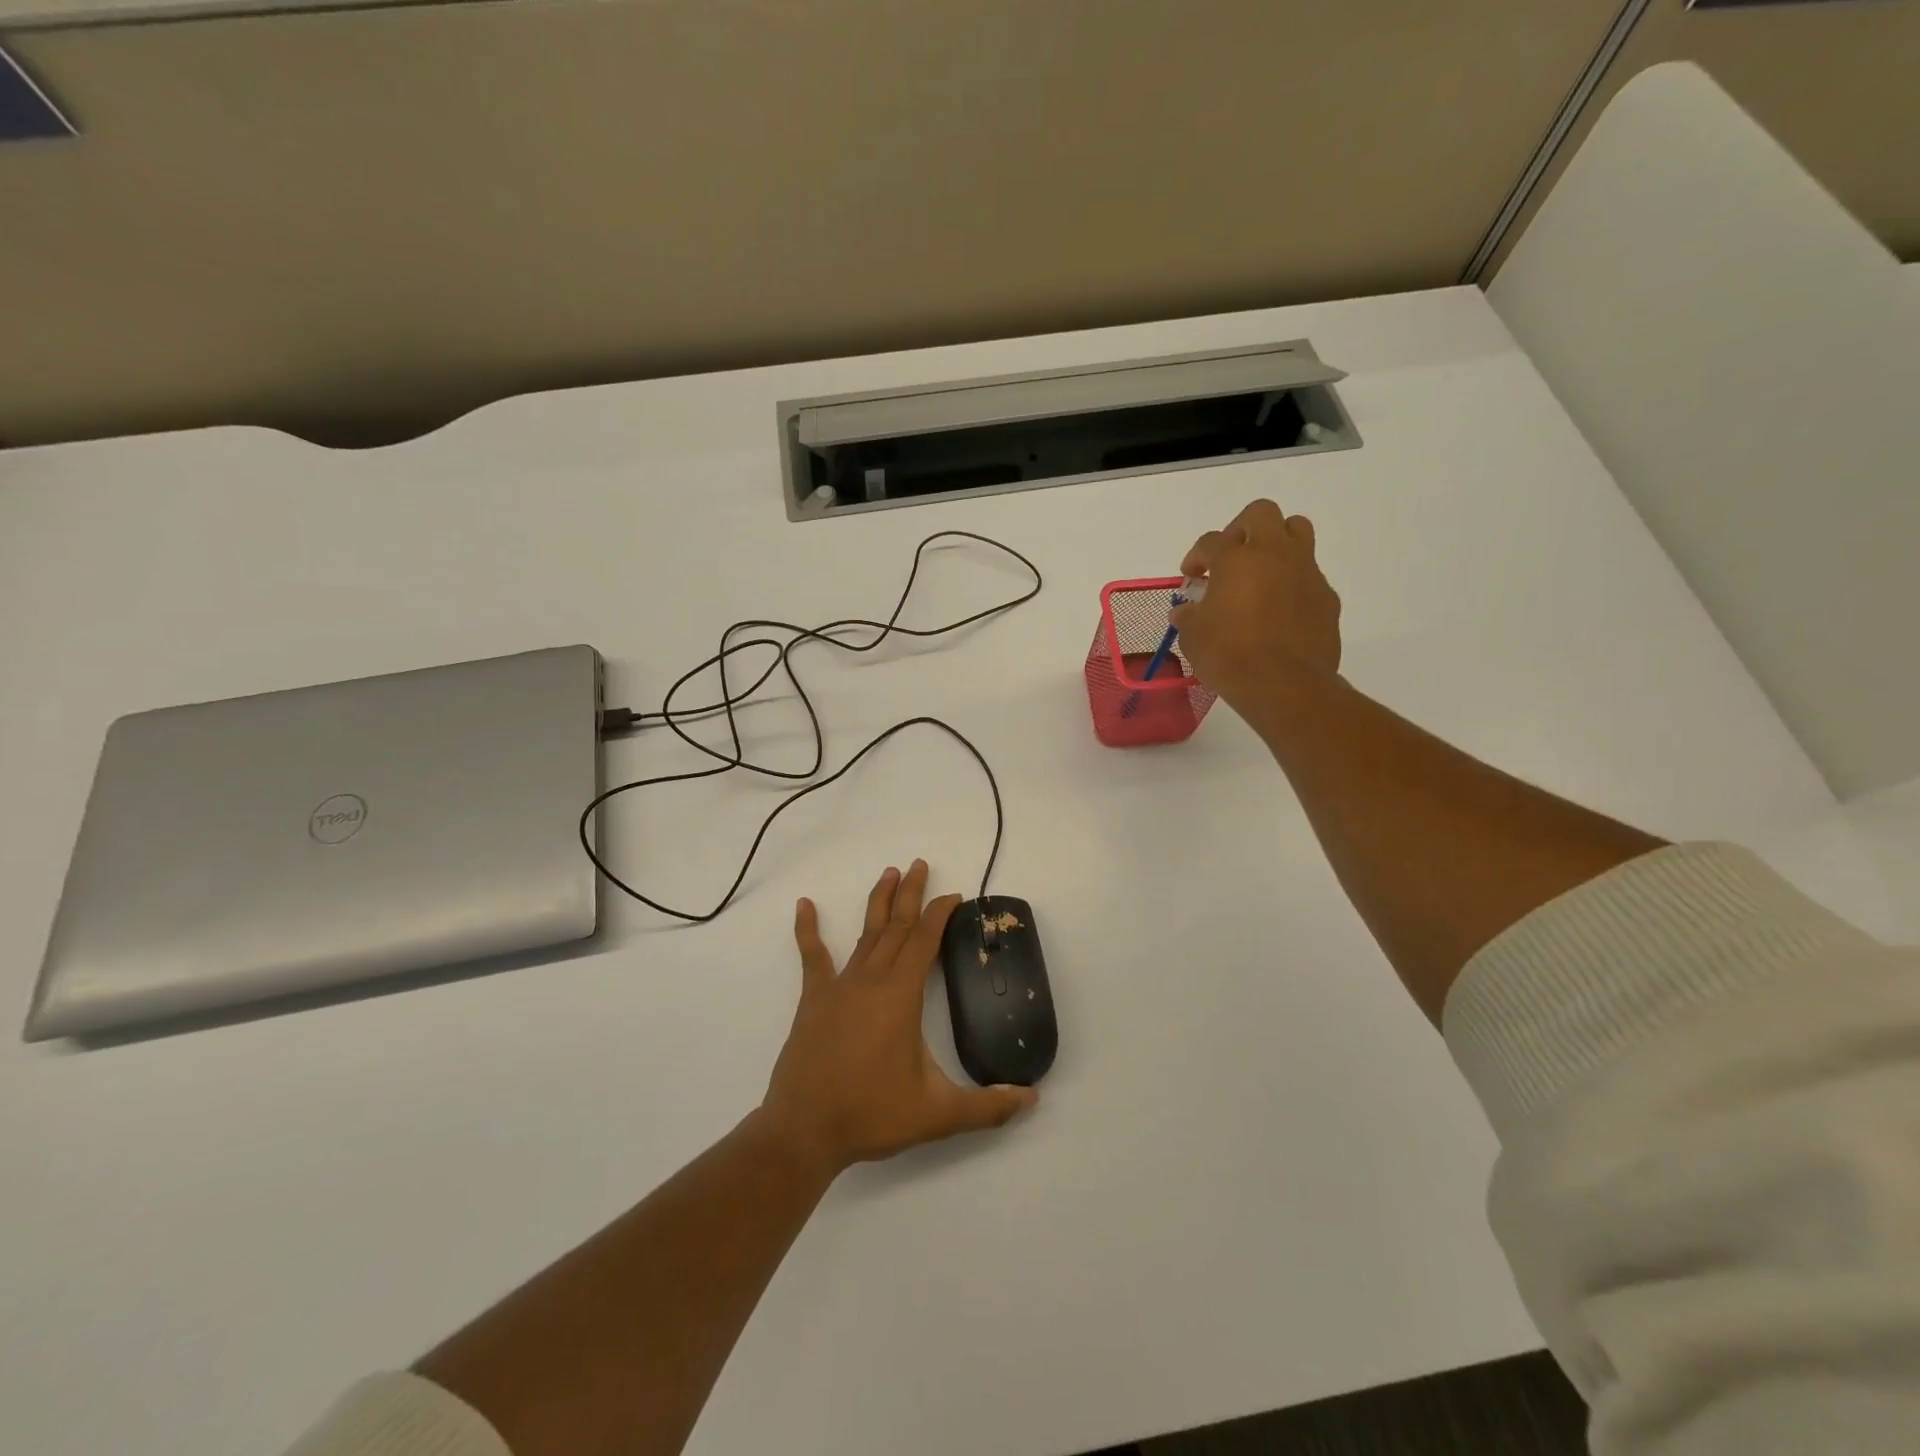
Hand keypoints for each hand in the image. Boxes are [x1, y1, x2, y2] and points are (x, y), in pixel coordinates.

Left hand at [760, 860, 1037, 1177]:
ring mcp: (839, 986)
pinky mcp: (814, 999)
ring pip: (865, 933)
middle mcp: (872, 979)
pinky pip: (813, 957)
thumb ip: (987, 1107)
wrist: (805, 1130)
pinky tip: (804, 905)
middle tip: (920, 864)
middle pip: (896, 926)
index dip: (940, 914)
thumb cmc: (872, 1114)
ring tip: (888, 873)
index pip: (925, 940)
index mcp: (901, 995)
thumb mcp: (938, 1114)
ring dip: (878, 902)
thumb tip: (1031, 1099)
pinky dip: (808, 930)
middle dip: (911, 894)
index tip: (954, 896)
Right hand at [1171, 499, 1340, 726]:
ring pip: (1298, 531)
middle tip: (1231, 556)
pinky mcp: (1327, 597)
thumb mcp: (1193, 638)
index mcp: (1236, 560)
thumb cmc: (1229, 656)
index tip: (1192, 577)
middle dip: (1242, 528)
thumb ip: (1188, 617)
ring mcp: (1306, 572)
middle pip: (1261, 514)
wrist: (1285, 685)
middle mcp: (1274, 555)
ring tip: (1262, 572)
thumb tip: (1186, 611)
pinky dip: (1293, 583)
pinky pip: (1310, 575)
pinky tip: (1281, 611)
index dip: (1196, 556)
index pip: (1210, 541)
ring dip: (1277, 543)